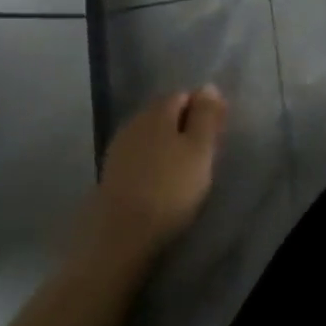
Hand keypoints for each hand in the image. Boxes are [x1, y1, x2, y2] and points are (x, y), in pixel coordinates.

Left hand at [91, 87, 227, 261]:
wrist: (119, 239)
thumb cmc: (169, 189)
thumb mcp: (200, 149)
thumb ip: (206, 115)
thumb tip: (208, 86)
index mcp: (158, 110)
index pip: (185, 96)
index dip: (203, 112)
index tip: (215, 137)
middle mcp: (135, 121)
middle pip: (166, 114)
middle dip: (185, 128)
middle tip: (202, 156)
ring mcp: (119, 149)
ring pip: (151, 136)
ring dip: (168, 147)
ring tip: (183, 173)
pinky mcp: (109, 175)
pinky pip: (139, 158)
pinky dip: (152, 165)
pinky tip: (160, 185)